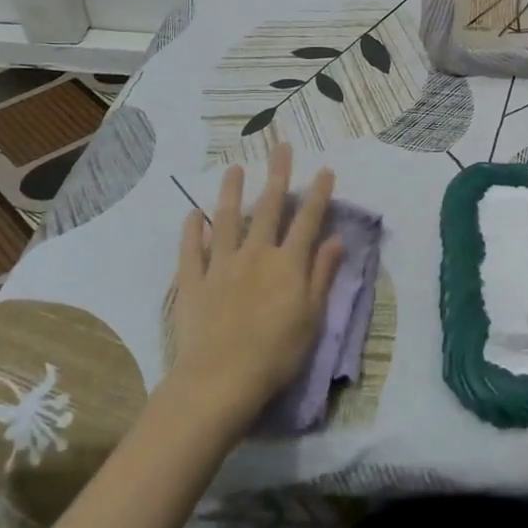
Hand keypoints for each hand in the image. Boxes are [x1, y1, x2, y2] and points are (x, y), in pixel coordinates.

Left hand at [162, 145, 344, 436]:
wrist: (219, 381)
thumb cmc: (276, 354)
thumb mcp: (312, 318)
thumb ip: (322, 275)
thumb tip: (337, 239)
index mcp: (288, 263)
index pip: (308, 220)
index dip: (318, 193)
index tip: (325, 169)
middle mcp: (256, 254)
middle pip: (269, 207)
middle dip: (278, 174)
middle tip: (280, 146)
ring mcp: (221, 265)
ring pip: (227, 219)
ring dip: (232, 191)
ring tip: (234, 167)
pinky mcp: (192, 282)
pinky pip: (191, 251)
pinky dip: (192, 231)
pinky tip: (193, 214)